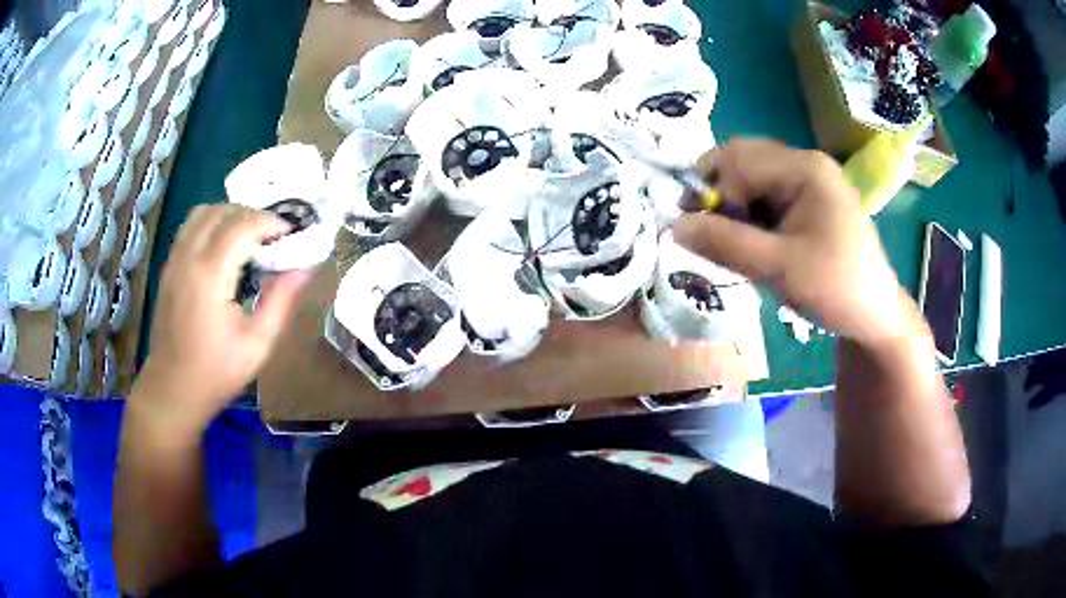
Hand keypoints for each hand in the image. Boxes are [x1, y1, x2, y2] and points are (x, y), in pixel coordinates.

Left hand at [131, 205, 310, 437]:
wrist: (172, 390)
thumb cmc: (216, 373)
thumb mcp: (257, 345)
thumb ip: (281, 301)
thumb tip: (305, 268)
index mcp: (210, 276)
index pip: (242, 224)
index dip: (270, 222)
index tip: (290, 235)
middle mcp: (188, 258)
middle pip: (222, 210)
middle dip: (252, 215)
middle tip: (272, 238)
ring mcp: (174, 261)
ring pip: (202, 212)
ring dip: (229, 215)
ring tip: (248, 238)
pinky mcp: (168, 268)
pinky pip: (190, 228)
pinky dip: (211, 224)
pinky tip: (223, 249)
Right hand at [674, 138, 914, 346]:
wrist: (876, 318)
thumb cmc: (836, 289)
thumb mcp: (778, 268)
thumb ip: (725, 244)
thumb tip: (671, 226)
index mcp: (806, 168)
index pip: (739, 161)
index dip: (712, 192)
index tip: (697, 232)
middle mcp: (807, 164)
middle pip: (745, 161)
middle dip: (720, 193)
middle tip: (709, 232)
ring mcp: (811, 182)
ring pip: (754, 179)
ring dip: (735, 206)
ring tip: (733, 243)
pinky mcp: (811, 202)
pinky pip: (768, 196)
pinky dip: (751, 215)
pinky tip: (754, 244)